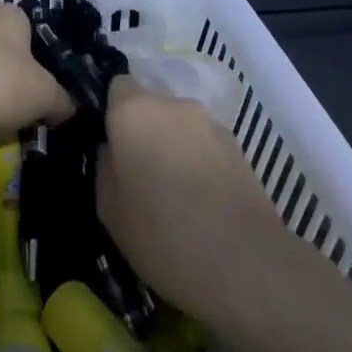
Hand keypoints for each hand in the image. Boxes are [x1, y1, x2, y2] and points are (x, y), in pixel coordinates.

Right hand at [96, 77, 296, 329]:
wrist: (246, 265)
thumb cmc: (163, 236)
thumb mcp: (110, 210)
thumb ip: (105, 167)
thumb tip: (113, 151)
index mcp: (134, 111)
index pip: (117, 86)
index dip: (112, 112)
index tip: (110, 144)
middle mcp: (173, 104)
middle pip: (151, 106)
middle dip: (144, 132)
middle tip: (140, 175)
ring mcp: (210, 123)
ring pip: (180, 127)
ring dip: (173, 148)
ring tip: (174, 194)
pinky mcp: (238, 147)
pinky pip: (205, 146)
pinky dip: (199, 163)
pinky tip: (201, 203)